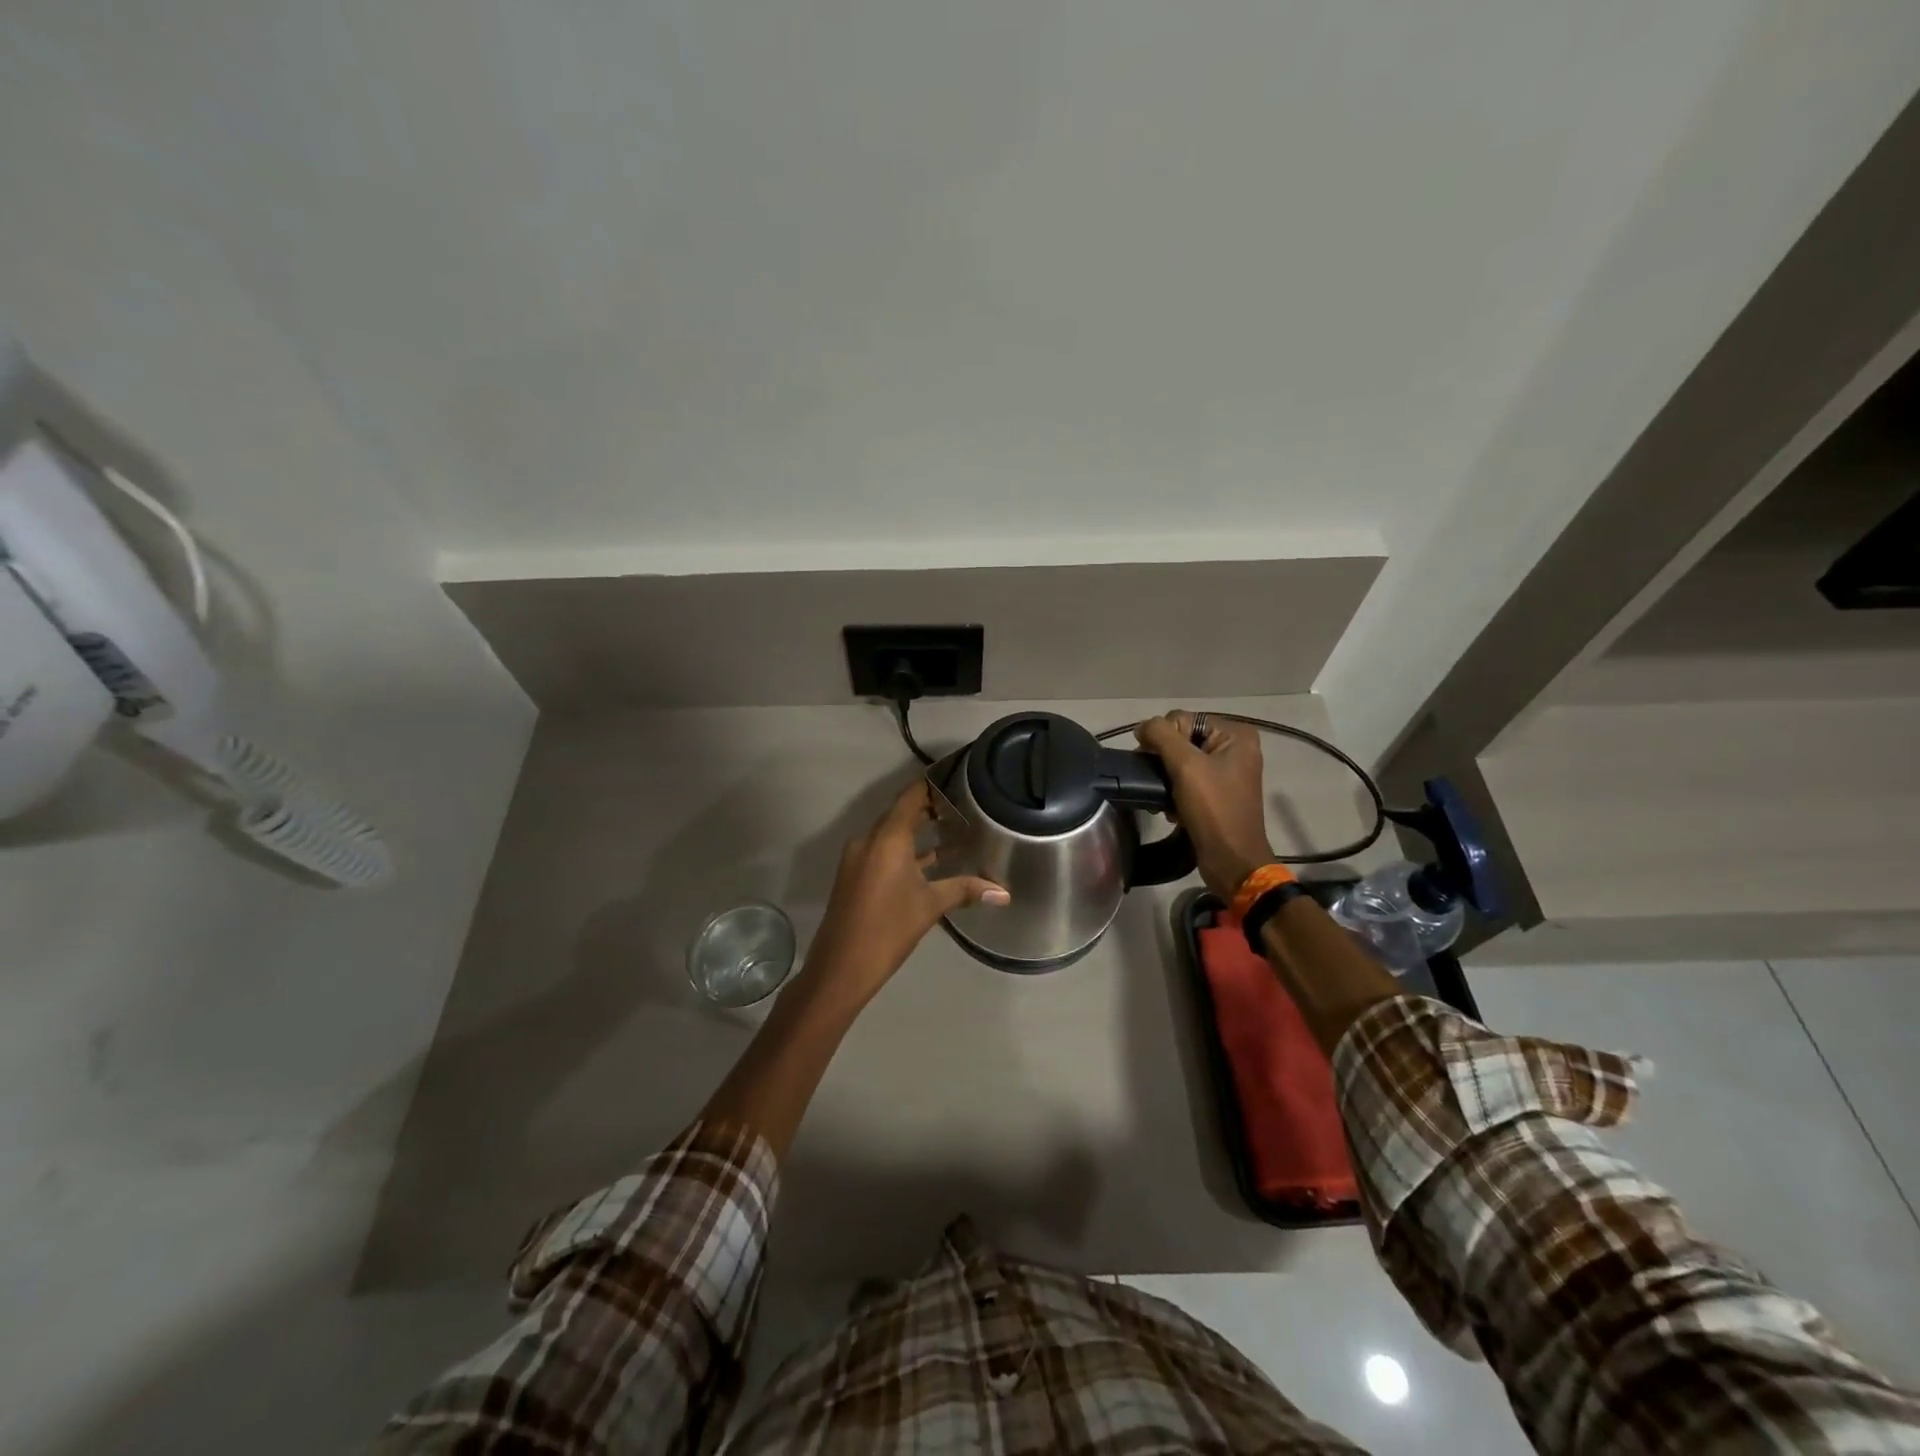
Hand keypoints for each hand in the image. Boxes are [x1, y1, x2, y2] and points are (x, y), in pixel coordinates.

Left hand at [802, 778, 1007, 1005]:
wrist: (840, 967)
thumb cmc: (888, 928)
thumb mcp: (930, 906)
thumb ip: (965, 890)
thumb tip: (1004, 892)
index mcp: (886, 838)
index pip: (910, 796)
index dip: (932, 785)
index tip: (957, 776)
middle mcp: (869, 839)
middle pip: (901, 812)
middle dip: (930, 807)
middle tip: (963, 803)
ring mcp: (859, 858)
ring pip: (892, 834)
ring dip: (918, 831)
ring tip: (954, 828)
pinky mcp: (856, 875)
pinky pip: (884, 851)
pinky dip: (906, 850)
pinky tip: (932, 860)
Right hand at [1135, 711, 1273, 898]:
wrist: (1231, 860)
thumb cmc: (1213, 809)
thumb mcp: (1185, 766)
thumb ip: (1161, 735)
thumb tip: (1142, 726)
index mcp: (1235, 734)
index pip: (1182, 719)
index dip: (1162, 739)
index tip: (1152, 764)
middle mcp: (1234, 748)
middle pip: (1181, 739)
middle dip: (1164, 761)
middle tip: (1156, 783)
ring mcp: (1227, 772)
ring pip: (1180, 761)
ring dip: (1166, 779)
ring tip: (1163, 800)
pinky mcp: (1218, 793)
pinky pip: (1187, 781)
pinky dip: (1175, 792)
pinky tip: (1171, 809)